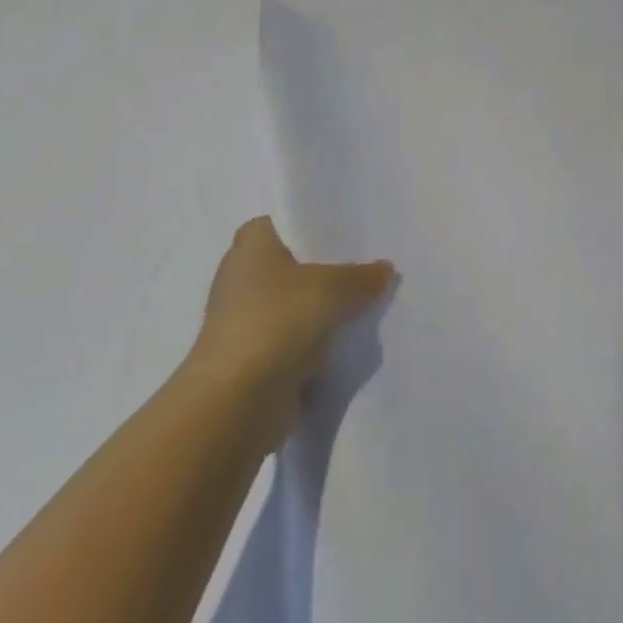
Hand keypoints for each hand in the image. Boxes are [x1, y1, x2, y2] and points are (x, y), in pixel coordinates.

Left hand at [187, 217, 393, 435]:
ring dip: (324, 311)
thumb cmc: (277, 322)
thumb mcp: (331, 288)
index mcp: (251, 245)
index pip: (286, 222)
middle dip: (330, 270)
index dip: (317, 225)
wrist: (237, 401)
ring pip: (297, 305)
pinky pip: (296, 340)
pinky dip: (317, 343)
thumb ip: (361, 276)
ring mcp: (246, 319)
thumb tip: (384, 269)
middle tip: (372, 268)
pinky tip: (350, 343)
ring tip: (370, 304)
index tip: (353, 233)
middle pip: (295, 265)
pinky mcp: (255, 357)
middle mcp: (242, 276)